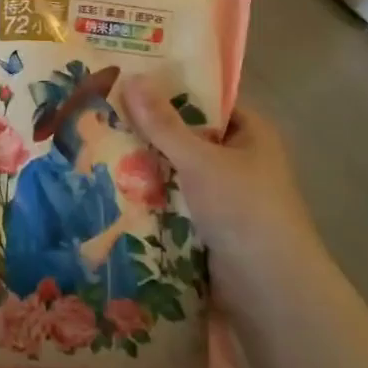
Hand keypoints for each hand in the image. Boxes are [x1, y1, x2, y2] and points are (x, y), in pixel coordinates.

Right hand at [119, 79, 323, 305]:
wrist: (270, 289)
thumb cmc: (244, 210)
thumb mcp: (200, 160)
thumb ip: (163, 123)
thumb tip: (132, 77)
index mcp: (251, 133)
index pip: (206, 100)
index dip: (169, 89)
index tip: (128, 79)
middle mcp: (240, 159)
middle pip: (188, 135)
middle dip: (150, 130)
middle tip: (103, 112)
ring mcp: (225, 195)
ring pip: (178, 170)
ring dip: (147, 165)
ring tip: (98, 145)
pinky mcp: (211, 225)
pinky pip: (175, 200)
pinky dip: (152, 196)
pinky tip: (114, 186)